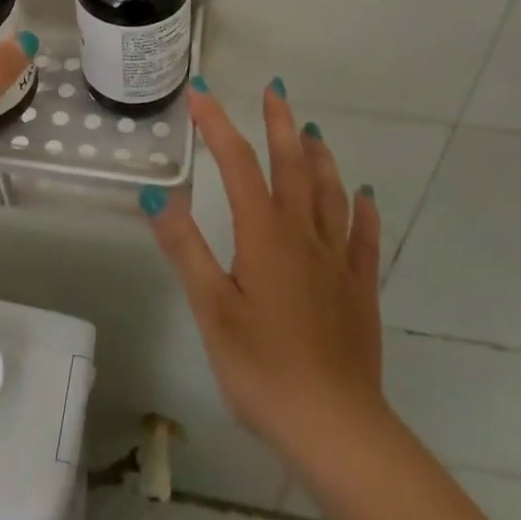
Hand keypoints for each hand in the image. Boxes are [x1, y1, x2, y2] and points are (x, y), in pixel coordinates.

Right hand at [147, 80, 385, 466]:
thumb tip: (155, 194)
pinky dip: (363, 210)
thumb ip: (184, 248)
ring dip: (320, 156)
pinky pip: (364, 237)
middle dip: (280, 124)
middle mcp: (303, 234)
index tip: (201, 93)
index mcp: (264, 234)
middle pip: (293, 165)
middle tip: (275, 90)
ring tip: (312, 129)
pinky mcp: (360, 289)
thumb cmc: (262, 369)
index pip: (238, 164)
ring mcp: (337, 260)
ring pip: (331, 193)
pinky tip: (364, 194)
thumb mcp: (211, 309)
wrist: (336, 429)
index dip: (218, 125)